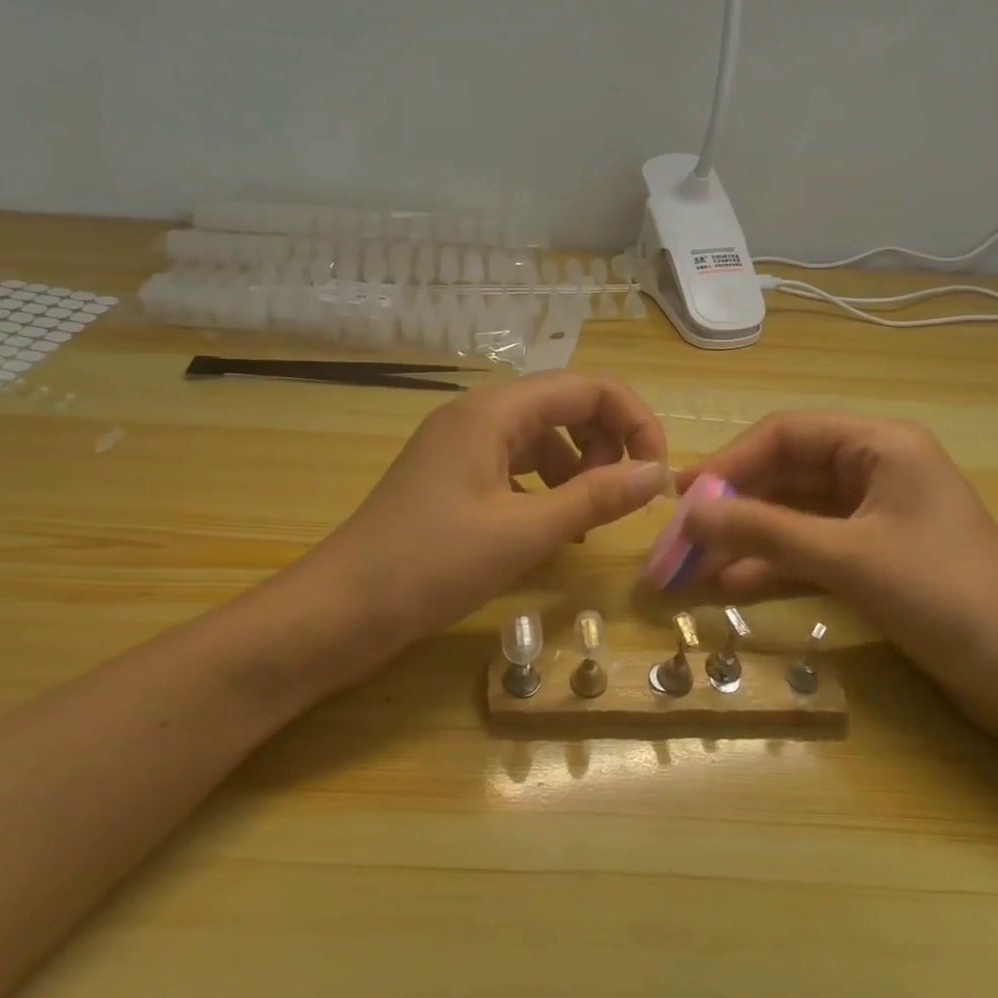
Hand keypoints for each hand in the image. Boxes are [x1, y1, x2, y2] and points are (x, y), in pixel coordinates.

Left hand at [300, 371, 668, 656]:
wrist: (341, 610)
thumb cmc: (431, 565)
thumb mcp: (523, 533)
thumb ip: (595, 498)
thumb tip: (656, 474)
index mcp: (494, 411)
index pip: (587, 387)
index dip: (634, 421)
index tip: (655, 474)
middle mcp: (477, 414)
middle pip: (564, 405)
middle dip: (606, 444)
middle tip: (616, 500)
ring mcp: (460, 444)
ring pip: (541, 436)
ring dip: (576, 468)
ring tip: (583, 521)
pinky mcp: (451, 475)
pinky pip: (514, 464)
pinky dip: (544, 487)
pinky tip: (547, 528)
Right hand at [678, 413, 997, 729]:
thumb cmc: (947, 597)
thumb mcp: (847, 558)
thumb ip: (763, 530)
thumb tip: (688, 512)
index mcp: (880, 445)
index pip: (786, 434)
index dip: (729, 461)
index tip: (682, 495)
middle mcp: (875, 469)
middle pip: (786, 474)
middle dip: (733, 505)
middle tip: (680, 536)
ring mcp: (875, 516)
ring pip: (794, 514)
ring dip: (747, 538)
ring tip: (694, 566)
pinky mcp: (876, 557)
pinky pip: (811, 548)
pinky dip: (773, 564)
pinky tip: (731, 586)